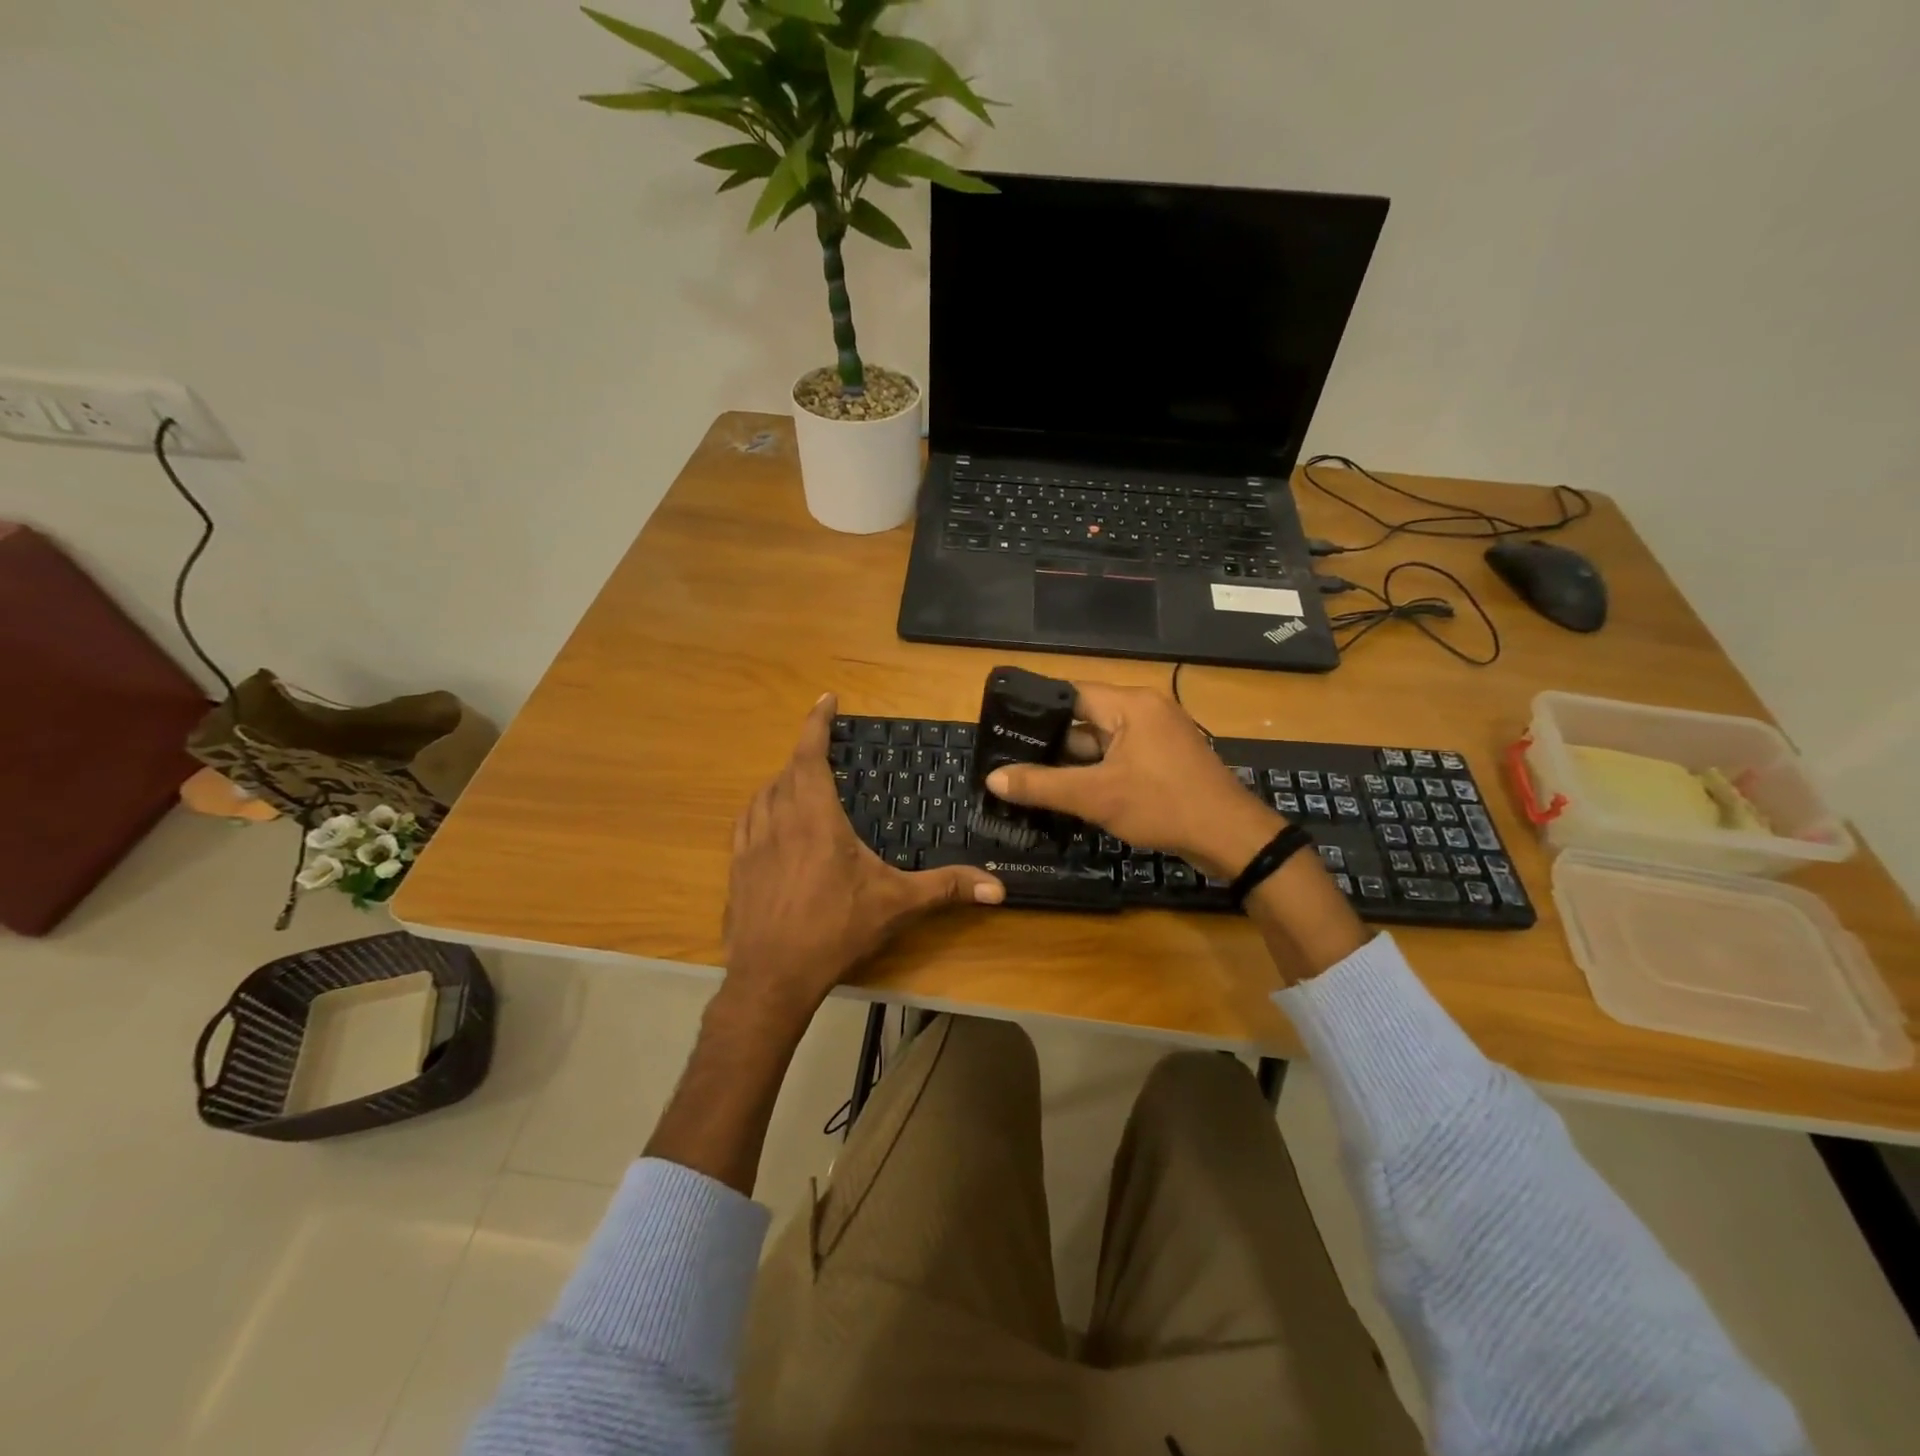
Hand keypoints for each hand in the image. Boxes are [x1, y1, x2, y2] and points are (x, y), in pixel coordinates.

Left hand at [722, 694, 1003, 1027]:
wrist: (772, 977)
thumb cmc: (835, 930)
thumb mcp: (896, 905)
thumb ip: (945, 888)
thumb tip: (998, 887)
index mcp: (815, 818)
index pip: (810, 755)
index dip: (816, 722)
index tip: (825, 698)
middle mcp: (778, 820)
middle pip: (787, 771)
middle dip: (806, 755)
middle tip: (827, 753)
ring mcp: (751, 844)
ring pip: (762, 795)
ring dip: (782, 782)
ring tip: (801, 785)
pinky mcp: (736, 868)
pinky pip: (746, 822)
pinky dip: (761, 809)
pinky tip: (771, 823)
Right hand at [983, 682, 1280, 879]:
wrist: (1231, 838)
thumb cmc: (1162, 806)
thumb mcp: (1095, 796)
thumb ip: (1041, 786)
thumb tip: (993, 778)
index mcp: (1130, 704)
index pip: (1070, 694)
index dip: (1035, 710)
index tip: (1003, 728)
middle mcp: (1144, 710)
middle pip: (1084, 719)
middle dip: (1050, 743)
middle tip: (1009, 760)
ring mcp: (1157, 735)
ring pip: (1101, 742)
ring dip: (1072, 762)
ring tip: (1030, 779)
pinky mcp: (1164, 759)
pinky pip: (1119, 757)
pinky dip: (1096, 772)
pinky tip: (1069, 793)